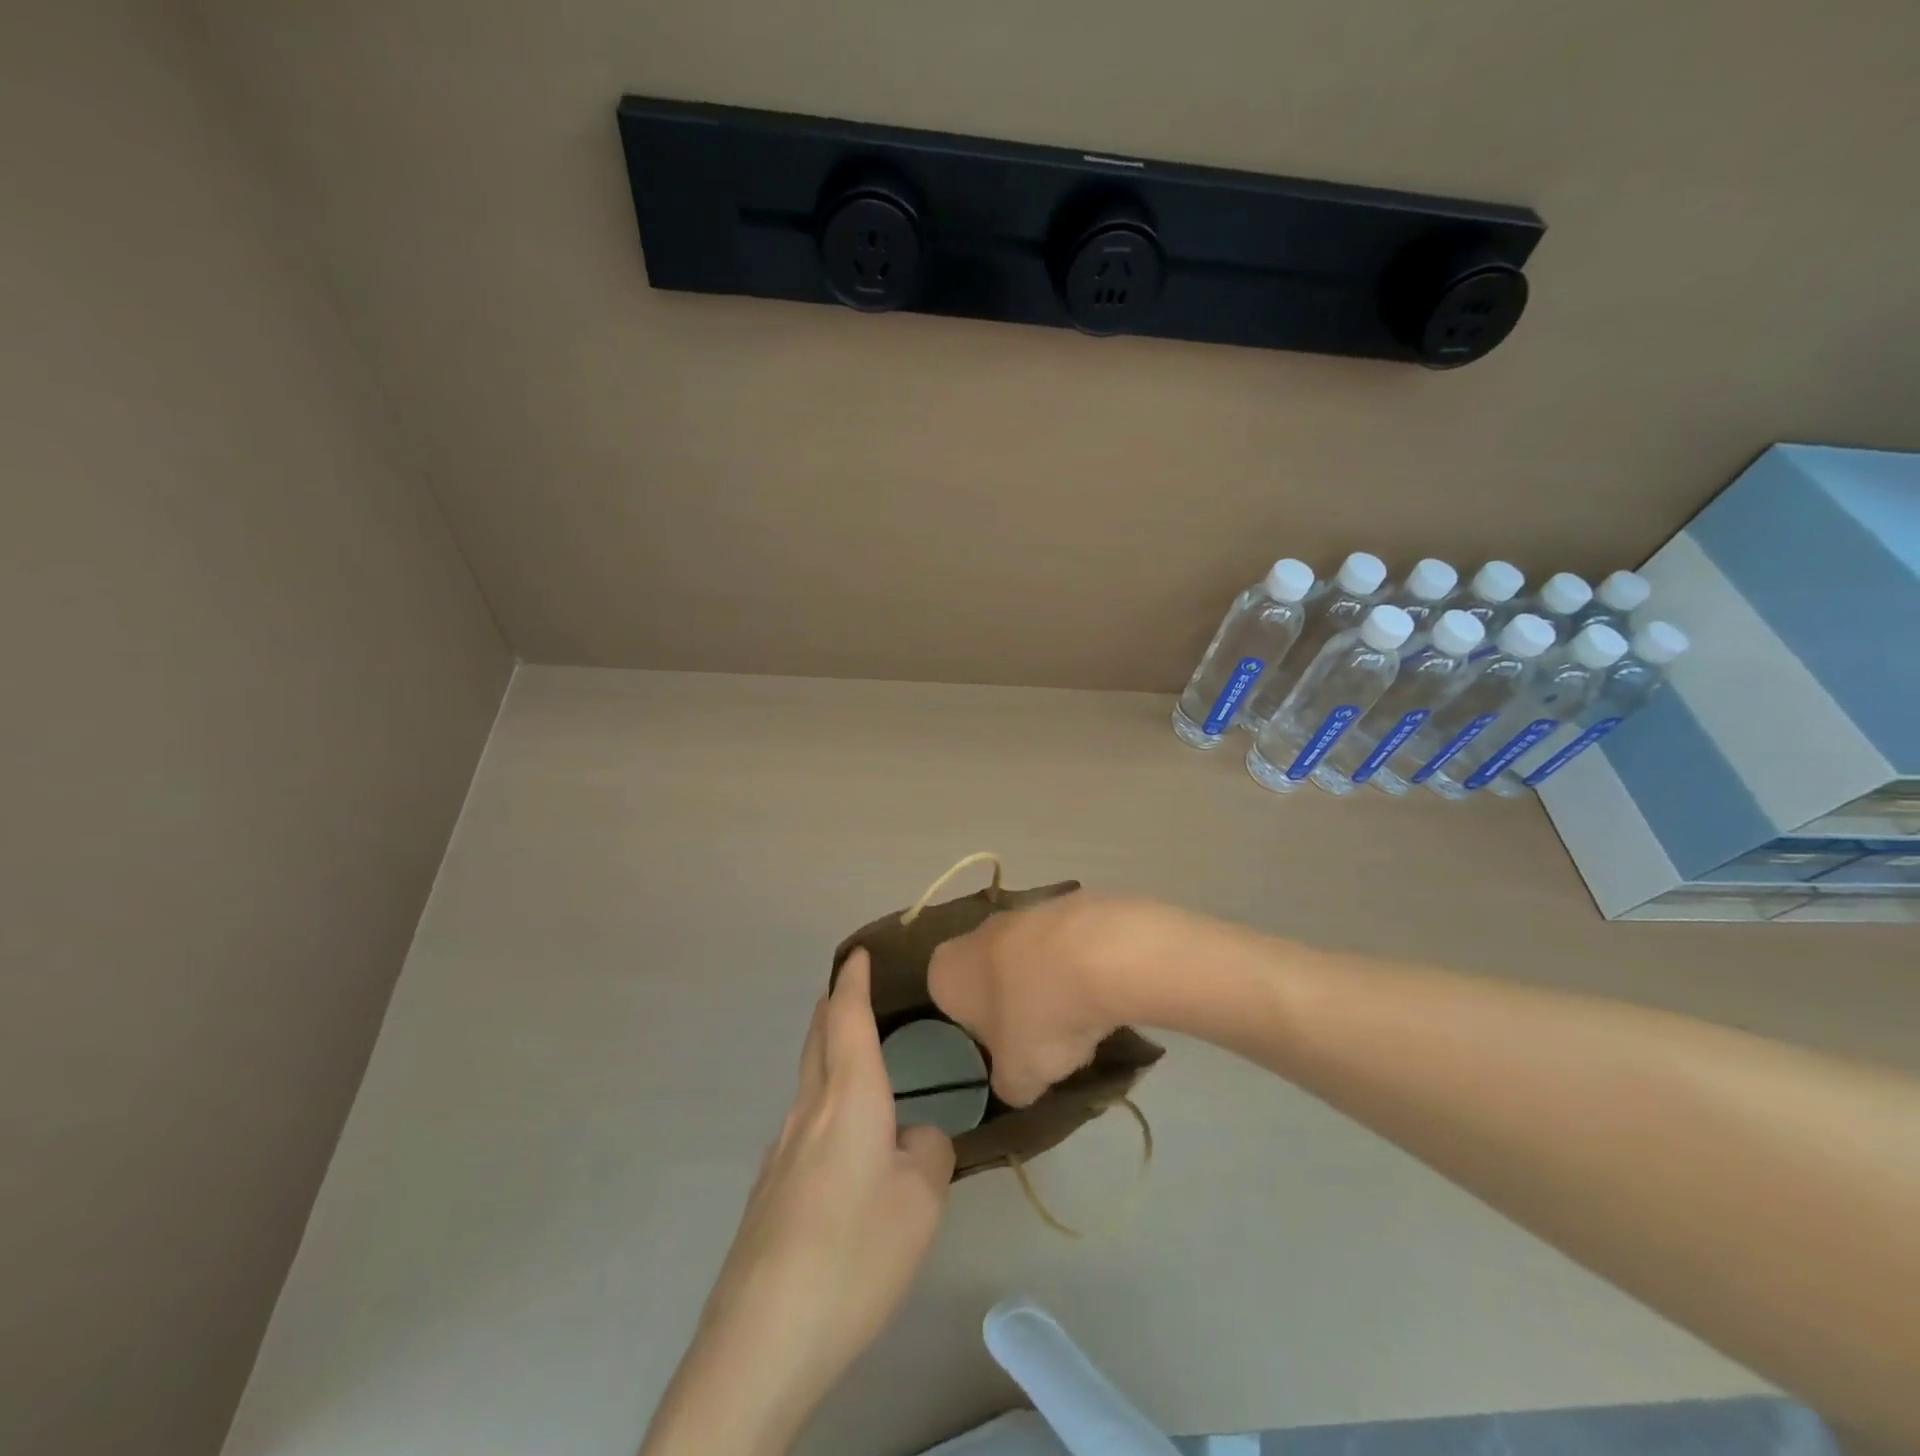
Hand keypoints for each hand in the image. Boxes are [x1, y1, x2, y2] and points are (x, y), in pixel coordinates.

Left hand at [641, 949, 953, 1455]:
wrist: (763, 1337)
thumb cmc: (854, 1252)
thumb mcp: (920, 1202)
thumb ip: (927, 1154)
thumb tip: (915, 1140)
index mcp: (848, 1097)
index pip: (847, 1018)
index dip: (853, 981)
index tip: (857, 954)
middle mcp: (808, 1111)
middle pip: (817, 1040)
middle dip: (833, 1008)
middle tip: (852, 991)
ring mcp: (781, 1151)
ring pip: (808, 1081)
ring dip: (827, 1054)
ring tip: (854, 1057)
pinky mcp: (769, 1190)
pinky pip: (803, 1124)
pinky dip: (824, 1103)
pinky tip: (841, 1143)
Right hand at [928, 891, 1138, 1106]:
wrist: (1099, 953)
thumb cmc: (1038, 1016)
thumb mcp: (1019, 1075)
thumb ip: (1009, 1084)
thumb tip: (1014, 1086)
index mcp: (947, 970)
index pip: (948, 1000)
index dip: (976, 1028)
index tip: (1003, 1049)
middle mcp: (977, 933)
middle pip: (990, 975)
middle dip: (1014, 1003)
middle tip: (1042, 1038)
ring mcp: (1023, 912)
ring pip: (1030, 958)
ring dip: (1049, 984)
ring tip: (1081, 1020)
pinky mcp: (1066, 903)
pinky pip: (1066, 945)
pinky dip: (1079, 966)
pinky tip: (1103, 990)